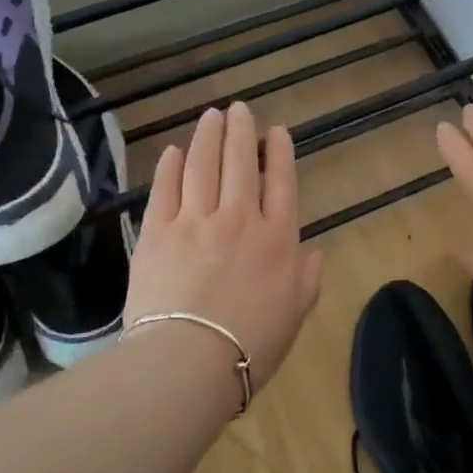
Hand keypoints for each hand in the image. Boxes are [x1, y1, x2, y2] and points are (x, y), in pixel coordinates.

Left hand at [124, 102, 324, 390]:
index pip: (282, 183)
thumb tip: (315, 252)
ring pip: (203, 166)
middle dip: (241, 131)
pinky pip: (165, 189)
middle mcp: (239, 219)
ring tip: (211, 115)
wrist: (189, 362)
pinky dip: (171, 166)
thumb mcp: (295, 314)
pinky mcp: (157, 232)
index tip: (276, 130)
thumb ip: (307, 279)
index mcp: (277, 240)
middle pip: (241, 164)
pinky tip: (174, 150)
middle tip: (239, 109)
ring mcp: (195, 221)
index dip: (279, 152)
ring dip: (208, 136)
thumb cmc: (250, 345)